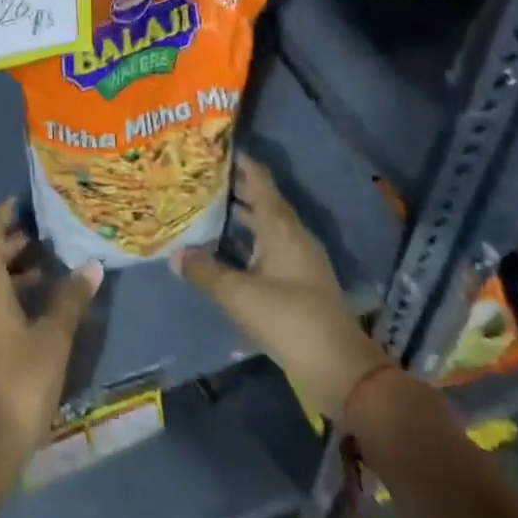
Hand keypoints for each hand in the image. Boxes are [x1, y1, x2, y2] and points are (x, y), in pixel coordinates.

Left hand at [0, 199, 102, 482]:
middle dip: (12, 250)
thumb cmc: (20, 382)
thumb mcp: (54, 339)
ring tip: (41, 281)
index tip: (18, 203)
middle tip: (41, 243)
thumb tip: (92, 265)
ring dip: (8, 280)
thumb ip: (71, 299)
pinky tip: (22, 320)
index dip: (3, 217)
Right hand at [173, 157, 390, 426]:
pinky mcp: (300, 281)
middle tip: (197, 175)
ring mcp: (298, 258)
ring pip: (264, 224)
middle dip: (232, 186)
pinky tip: (226, 249)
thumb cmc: (290, 320)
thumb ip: (205, 271)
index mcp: (279, 225)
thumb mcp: (239, 295)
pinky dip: (247, 239)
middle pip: (260, 198)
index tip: (211, 145)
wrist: (342, 371)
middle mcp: (291, 234)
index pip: (257, 178)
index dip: (237, 159)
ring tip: (205, 206)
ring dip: (239, 214)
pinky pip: (268, 246)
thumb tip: (175, 254)